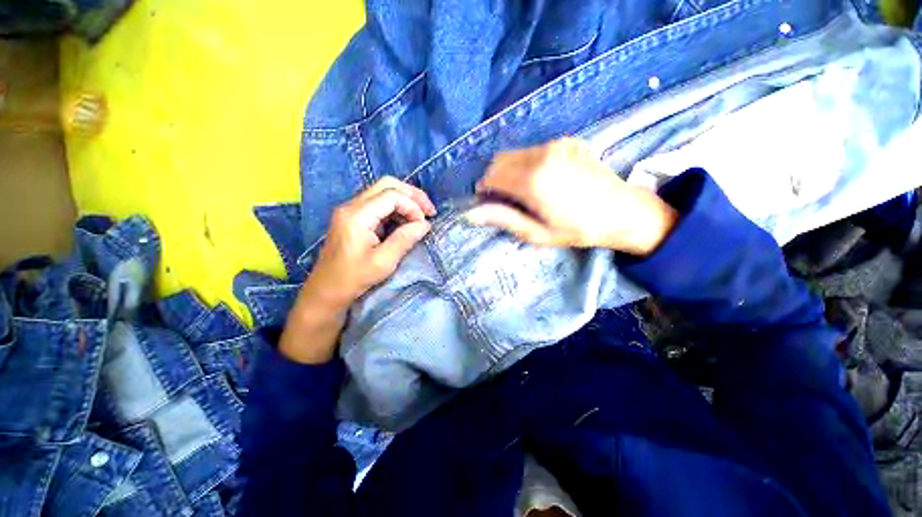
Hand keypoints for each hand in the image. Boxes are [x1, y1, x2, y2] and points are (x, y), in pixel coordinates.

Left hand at [280, 177, 435, 363]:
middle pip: (387, 184)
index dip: (413, 206)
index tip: (424, 224)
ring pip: (383, 191)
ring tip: (421, 216)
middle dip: (412, 195)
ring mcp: (351, 210)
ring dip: (405, 200)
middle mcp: (351, 206)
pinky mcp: (353, 217)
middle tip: (429, 211)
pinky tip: (406, 221)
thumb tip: (425, 224)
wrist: (326, 291)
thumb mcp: (384, 262)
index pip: (391, 195)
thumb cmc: (354, 278)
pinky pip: (379, 203)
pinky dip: (396, 208)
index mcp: (356, 216)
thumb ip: (405, 239)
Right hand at [465, 138, 677, 255]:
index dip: (484, 190)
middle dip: (494, 178)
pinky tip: (542, 179)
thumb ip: (503, 219)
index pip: (491, 177)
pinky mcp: (567, 141)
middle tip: (504, 199)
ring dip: (510, 169)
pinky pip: (534, 149)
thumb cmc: (577, 229)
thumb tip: (470, 214)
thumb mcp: (537, 233)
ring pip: (515, 153)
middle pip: (499, 160)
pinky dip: (527, 162)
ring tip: (523, 190)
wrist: (623, 212)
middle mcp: (541, 155)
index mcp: (532, 180)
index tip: (488, 203)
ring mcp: (556, 145)